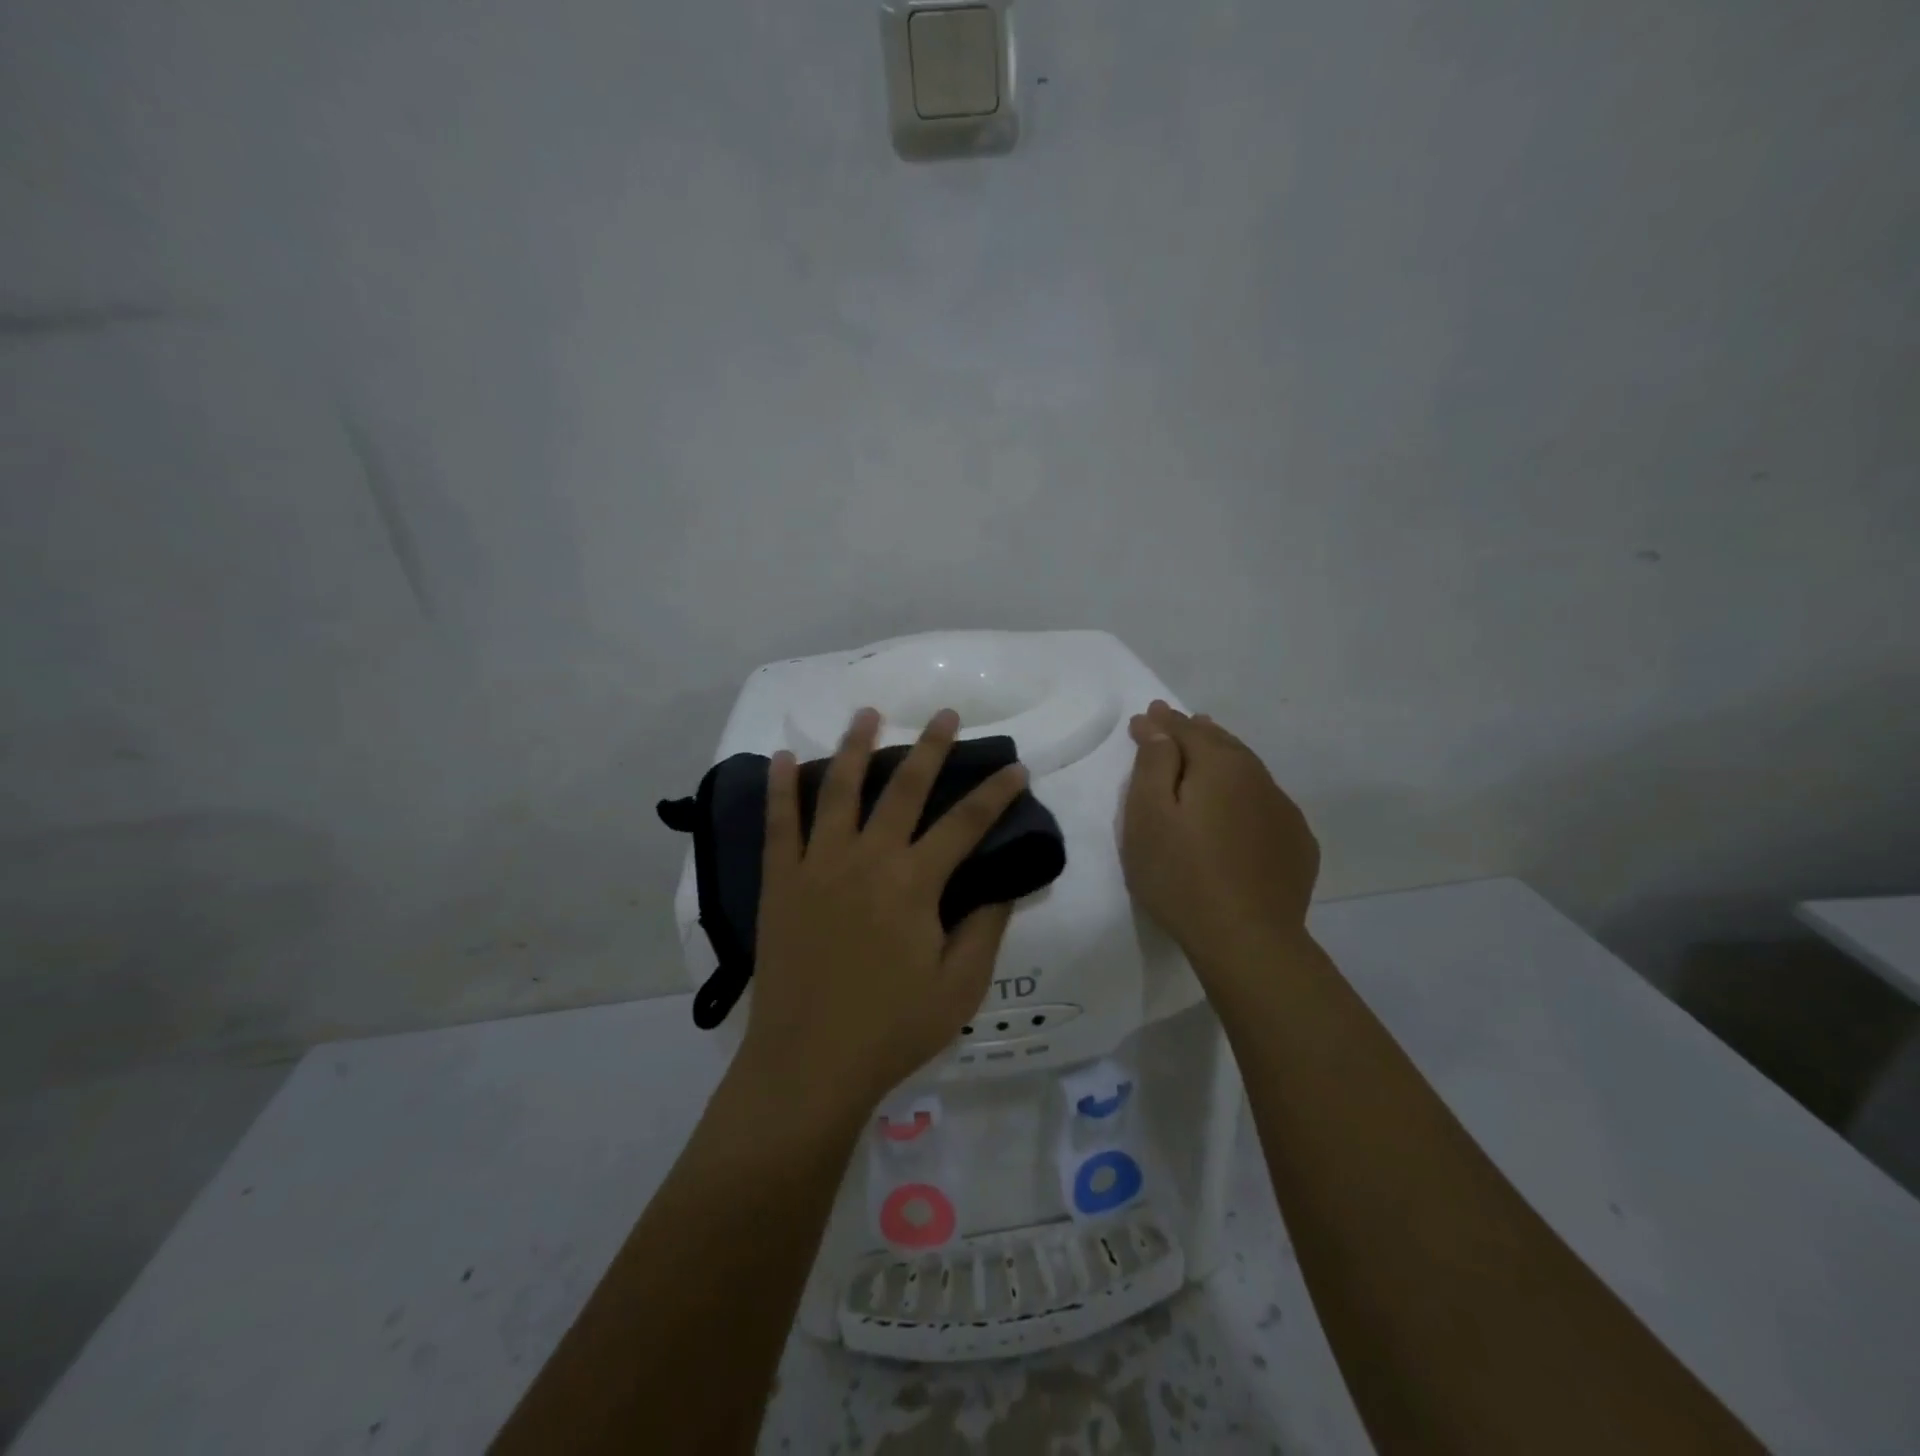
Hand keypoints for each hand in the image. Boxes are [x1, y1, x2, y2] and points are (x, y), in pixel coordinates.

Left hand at [735, 707, 1029, 1126]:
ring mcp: (818, 865)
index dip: (995, 793)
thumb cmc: (890, 1030)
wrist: (807, 1064)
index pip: (966, 823)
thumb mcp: (959, 988)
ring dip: (856, 747)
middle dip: (930, 748)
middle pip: (904, 789)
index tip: (1015, 767)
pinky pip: (779, 823)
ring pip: (840, 791)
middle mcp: (867, 859)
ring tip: (868, 713)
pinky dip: (782, 788)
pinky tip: (784, 757)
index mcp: (914, 884)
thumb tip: (1003, 883)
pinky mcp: (780, 881)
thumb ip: (984, 929)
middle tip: (946, 715)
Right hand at [1121, 700, 1319, 969]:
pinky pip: (1266, 803)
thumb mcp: (1148, 816)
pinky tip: (1240, 806)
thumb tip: (1160, 727)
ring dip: (1224, 758)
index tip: (1145, 716)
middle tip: (1176, 723)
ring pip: (1248, 770)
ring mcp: (1284, 811)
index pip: (1185, 730)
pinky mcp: (1297, 844)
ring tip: (1208, 753)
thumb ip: (1154, 764)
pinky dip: (1247, 793)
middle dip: (1195, 731)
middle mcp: (1258, 777)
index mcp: (1220, 765)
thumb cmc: (1181, 875)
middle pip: (1222, 743)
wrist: (1247, 940)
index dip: (1162, 722)